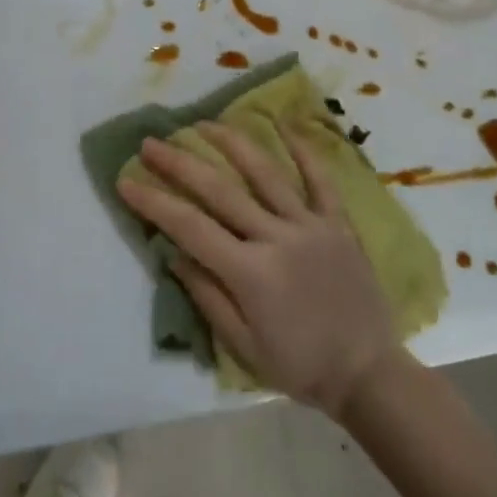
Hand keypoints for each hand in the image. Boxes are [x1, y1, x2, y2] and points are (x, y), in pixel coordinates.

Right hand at [117, 122, 399, 417]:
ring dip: (232, 143)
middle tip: (151, 142)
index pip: (190, 227)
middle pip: (220, 191)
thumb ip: (208, 297)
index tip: (126, 180)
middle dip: (180, 163)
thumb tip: (173, 255)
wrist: (370, 373)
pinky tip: (285, 124)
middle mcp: (277, 238)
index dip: (154, 202)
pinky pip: (321, 181)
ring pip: (266, 174)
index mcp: (250, 273)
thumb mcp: (244, 346)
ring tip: (204, 122)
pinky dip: (304, 151)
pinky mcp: (339, 224)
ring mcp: (311, 226)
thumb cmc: (301, 367)